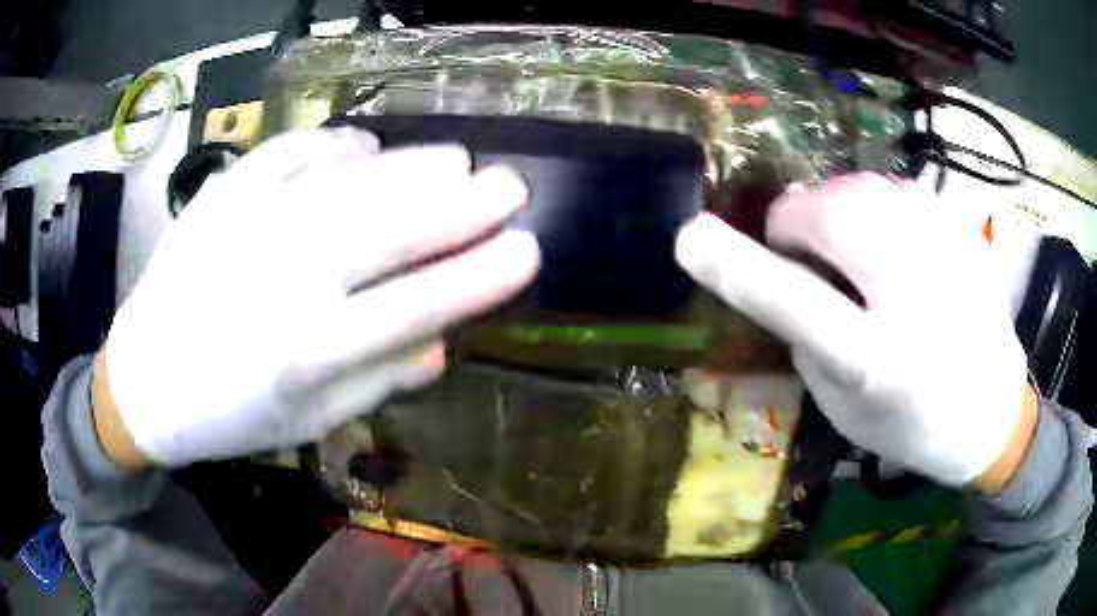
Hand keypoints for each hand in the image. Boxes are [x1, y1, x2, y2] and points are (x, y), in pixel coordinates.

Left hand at [98, 129, 539, 467]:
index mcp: (306, 354)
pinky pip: (289, 152)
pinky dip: (334, 143)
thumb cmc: (229, 415)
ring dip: (410, 166)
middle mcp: (280, 281)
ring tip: (455, 159)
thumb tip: (446, 339)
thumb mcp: (309, 424)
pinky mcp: (220, 194)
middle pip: (387, 229)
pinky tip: (364, 146)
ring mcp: (246, 226)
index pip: (416, 305)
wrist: (145, 380)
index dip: (480, 276)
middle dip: (461, 203)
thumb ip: (379, 380)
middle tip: (510, 184)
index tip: (529, 249)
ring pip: (346, 181)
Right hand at [676, 173, 1031, 488]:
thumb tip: (785, 260)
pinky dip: (879, 206)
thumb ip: (806, 332)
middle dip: (798, 221)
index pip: (794, 302)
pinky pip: (900, 188)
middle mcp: (916, 299)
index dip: (736, 266)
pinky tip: (895, 244)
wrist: (991, 411)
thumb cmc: (909, 424)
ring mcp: (949, 255)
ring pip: (864, 186)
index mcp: (875, 363)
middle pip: (834, 214)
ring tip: (853, 250)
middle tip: (803, 249)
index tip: (690, 237)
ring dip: (838, 209)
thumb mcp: (841, 405)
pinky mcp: (965, 231)